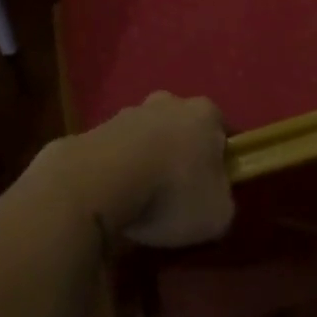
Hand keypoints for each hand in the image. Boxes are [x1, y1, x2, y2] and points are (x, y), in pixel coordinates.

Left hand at [46, 92, 233, 247]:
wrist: (99, 182)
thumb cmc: (171, 193)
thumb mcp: (217, 214)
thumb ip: (223, 201)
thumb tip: (214, 198)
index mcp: (205, 114)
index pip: (222, 133)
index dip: (220, 162)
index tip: (212, 190)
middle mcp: (168, 102)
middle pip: (181, 129)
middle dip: (180, 156)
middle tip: (176, 194)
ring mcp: (127, 113)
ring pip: (146, 138)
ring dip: (146, 161)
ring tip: (140, 201)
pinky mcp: (94, 130)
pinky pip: (115, 153)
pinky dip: (117, 171)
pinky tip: (114, 199)